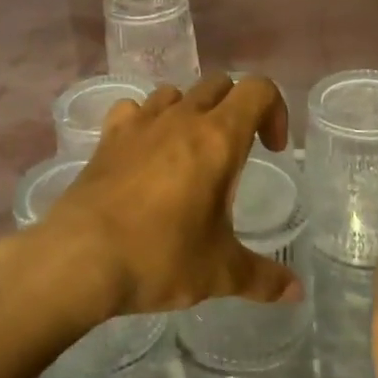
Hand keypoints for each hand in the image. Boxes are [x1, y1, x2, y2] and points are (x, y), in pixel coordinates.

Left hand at [0, 76, 301, 329]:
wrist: (80, 258)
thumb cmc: (160, 257)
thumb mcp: (220, 272)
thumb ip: (263, 278)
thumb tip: (296, 293)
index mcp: (218, 138)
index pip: (258, 89)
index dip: (275, 110)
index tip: (272, 151)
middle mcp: (180, 118)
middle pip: (219, 85)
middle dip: (236, 110)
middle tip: (236, 155)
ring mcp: (139, 123)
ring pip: (175, 92)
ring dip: (191, 111)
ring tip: (190, 153)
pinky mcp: (108, 137)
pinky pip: (133, 110)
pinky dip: (146, 121)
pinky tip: (144, 154)